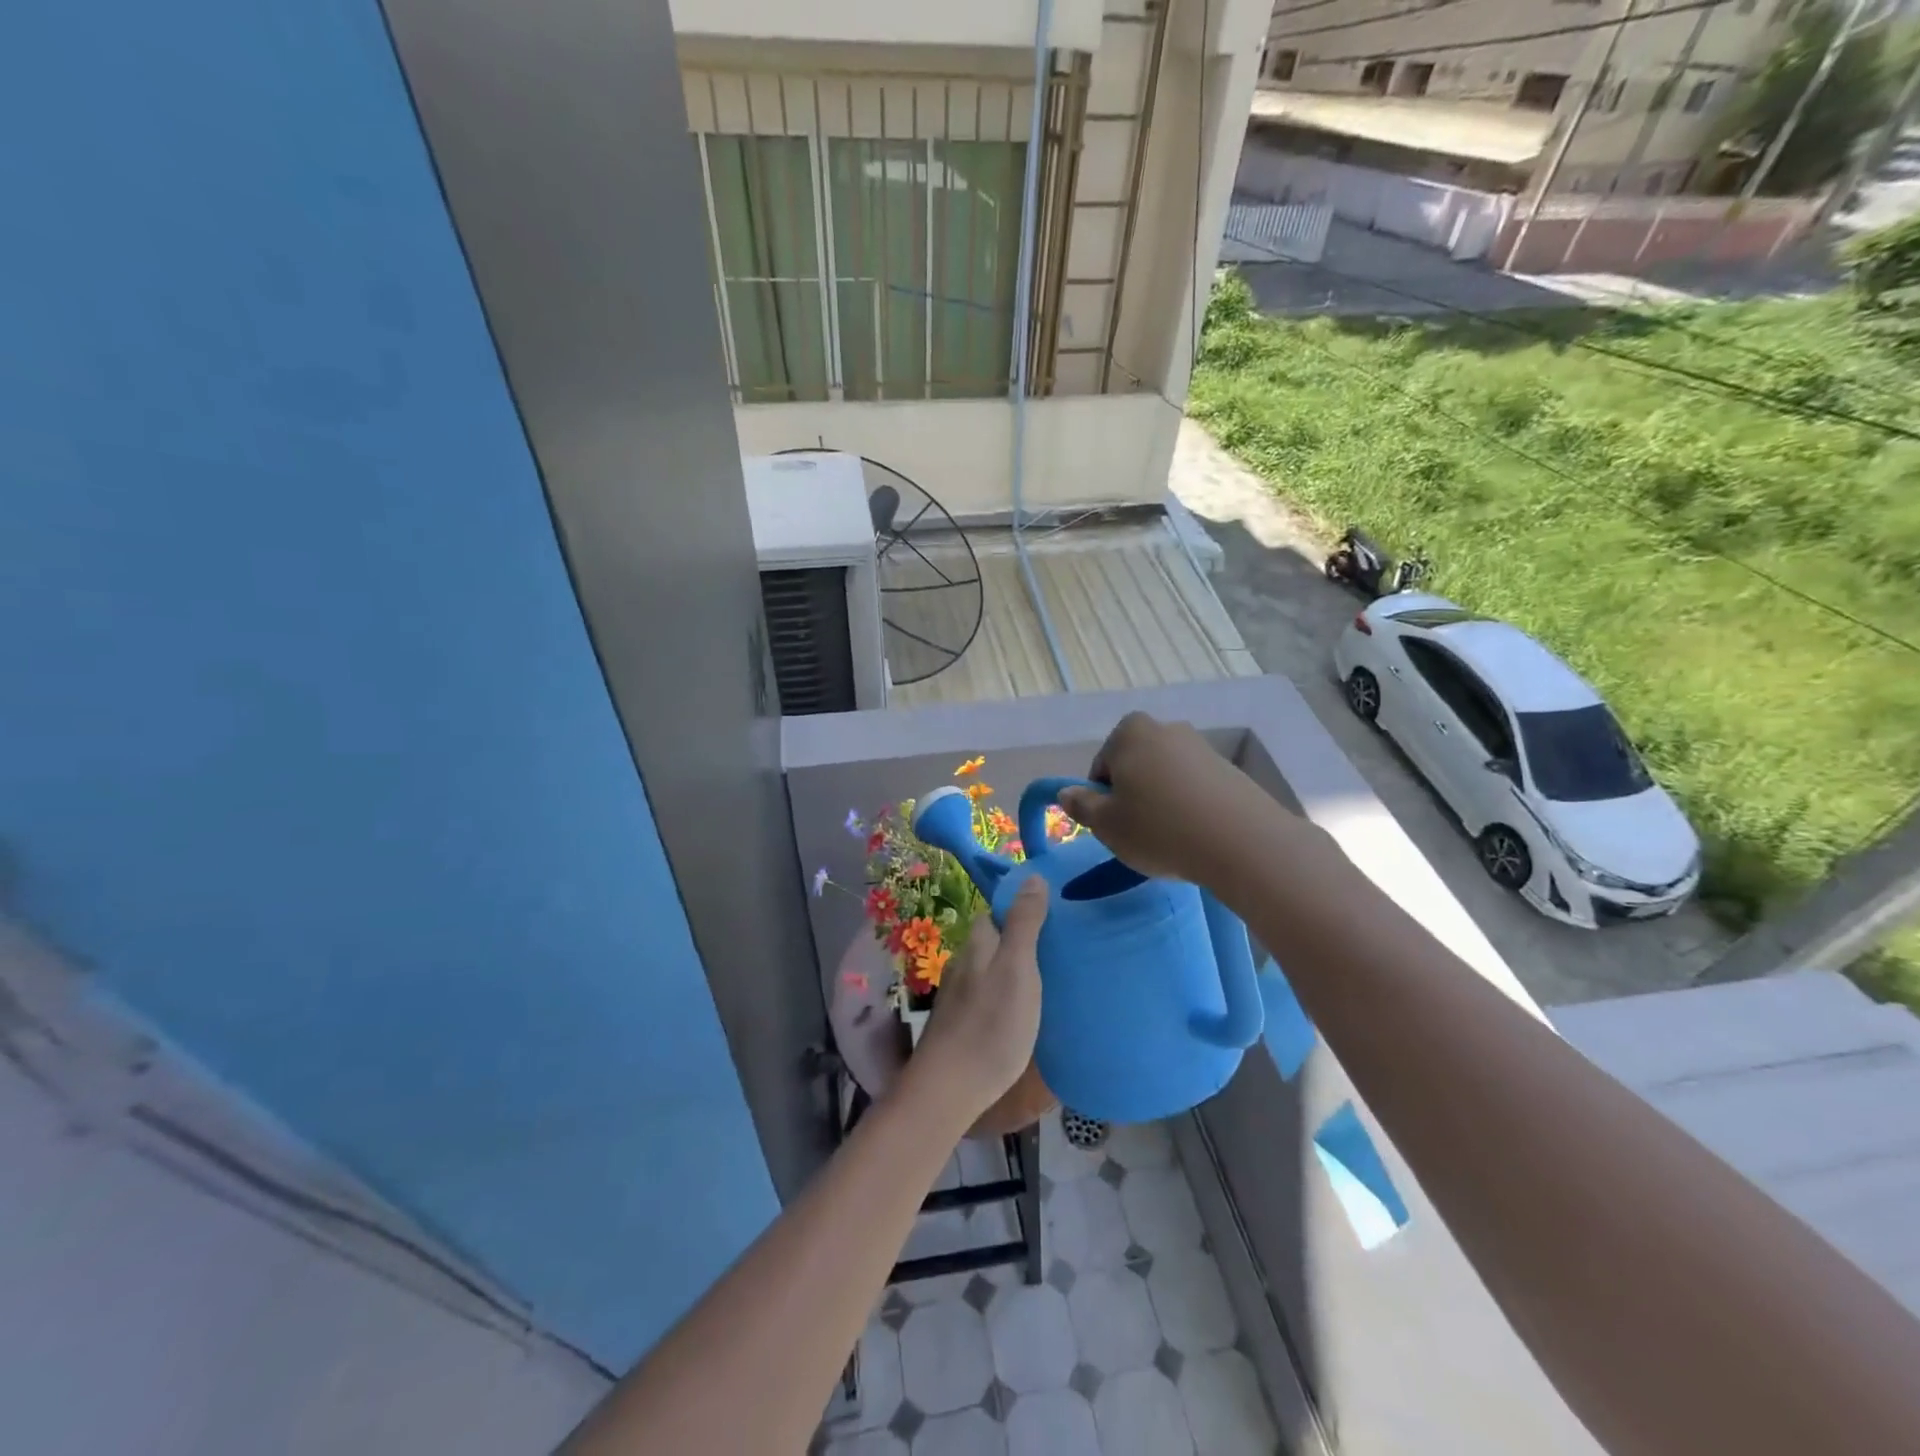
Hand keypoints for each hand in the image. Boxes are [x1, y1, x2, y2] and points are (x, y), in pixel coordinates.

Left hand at [912, 879, 1047, 1119]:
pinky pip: (987, 998)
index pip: (995, 912)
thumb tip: (1032, 876)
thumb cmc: (991, 1024)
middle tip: (1058, 949)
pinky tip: (1022, 1013)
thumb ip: (1024, 923)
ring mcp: (958, 997)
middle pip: (993, 941)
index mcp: (978, 945)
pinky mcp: (960, 1025)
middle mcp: (963, 964)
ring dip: (1012, 970)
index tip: (1052, 914)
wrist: (950, 1088)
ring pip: (989, 970)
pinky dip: (1005, 997)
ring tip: (1048, 980)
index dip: (1020, 908)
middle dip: (1019, 940)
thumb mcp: (1018, 968)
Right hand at [1057, 712, 1269, 886]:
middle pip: (1135, 767)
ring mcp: (1201, 747)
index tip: (1114, 825)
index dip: (1102, 798)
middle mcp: (1165, 729)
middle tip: (1138, 832)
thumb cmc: (1157, 828)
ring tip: (1171, 838)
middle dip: (1133, 795)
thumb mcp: (1106, 824)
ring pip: (1166, 778)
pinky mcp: (1229, 769)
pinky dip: (1190, 807)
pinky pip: (1196, 788)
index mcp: (1129, 732)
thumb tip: (1066, 792)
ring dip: (1162, 802)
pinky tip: (1196, 836)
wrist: (1240, 841)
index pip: (1101, 766)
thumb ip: (1081, 806)